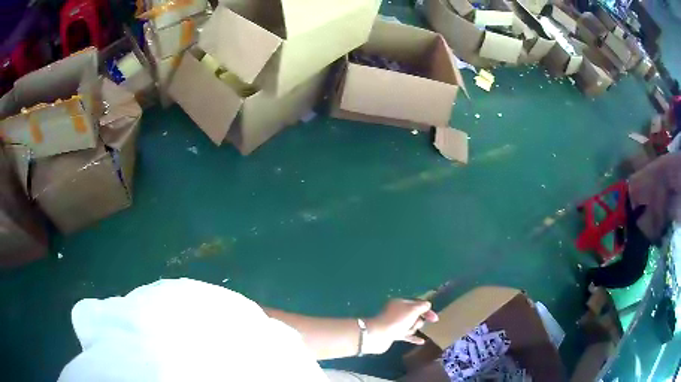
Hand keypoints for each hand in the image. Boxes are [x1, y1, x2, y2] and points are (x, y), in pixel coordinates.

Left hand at [364, 299, 438, 354]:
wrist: (378, 335)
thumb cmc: (397, 320)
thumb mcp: (412, 310)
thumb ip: (422, 306)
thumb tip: (427, 305)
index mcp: (399, 303)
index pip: (417, 303)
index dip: (427, 310)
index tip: (435, 318)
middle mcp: (397, 312)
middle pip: (414, 315)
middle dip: (418, 320)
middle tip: (415, 323)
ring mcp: (395, 324)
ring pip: (410, 325)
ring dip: (413, 328)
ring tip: (408, 331)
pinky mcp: (393, 334)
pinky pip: (407, 336)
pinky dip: (414, 338)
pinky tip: (422, 341)